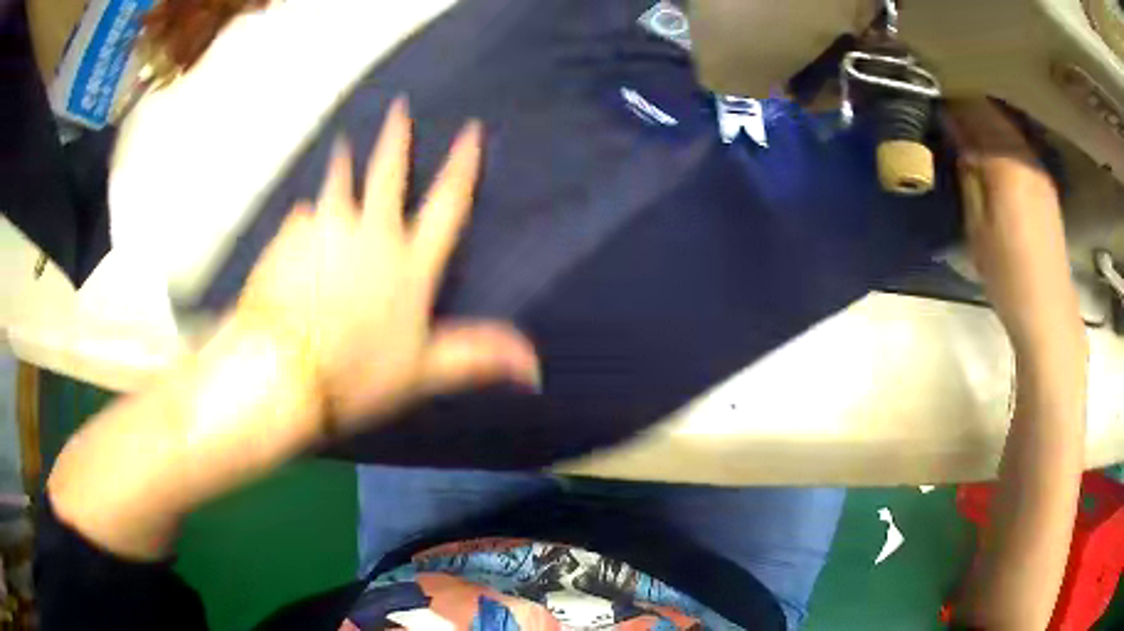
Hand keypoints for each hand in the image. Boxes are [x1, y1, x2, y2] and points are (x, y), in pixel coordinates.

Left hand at [238, 98, 539, 431]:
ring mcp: (325, 230)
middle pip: (388, 174)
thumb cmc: (357, 371)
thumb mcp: (423, 370)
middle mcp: (370, 234)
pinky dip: (303, 221)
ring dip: (342, 164)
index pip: (446, 205)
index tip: (470, 130)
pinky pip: (300, 220)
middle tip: (399, 106)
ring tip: (341, 146)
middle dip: (397, 137)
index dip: (462, 166)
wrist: (284, 369)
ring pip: (337, 185)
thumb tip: (536, 371)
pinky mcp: (287, 239)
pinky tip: (296, 227)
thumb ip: (478, 358)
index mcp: (408, 263)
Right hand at [944, 100, 1082, 349]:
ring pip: (1007, 128)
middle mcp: (1025, 156)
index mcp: (1005, 164)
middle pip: (992, 114)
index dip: (951, 105)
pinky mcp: (1046, 184)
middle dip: (968, 109)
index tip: (933, 105)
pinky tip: (992, 154)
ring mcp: (1039, 169)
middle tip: (946, 116)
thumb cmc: (1008, 275)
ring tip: (967, 132)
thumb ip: (969, 175)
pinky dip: (1002, 140)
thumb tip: (958, 141)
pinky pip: (1019, 146)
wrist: (1048, 310)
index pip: (974, 114)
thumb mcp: (977, 228)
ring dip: (986, 123)